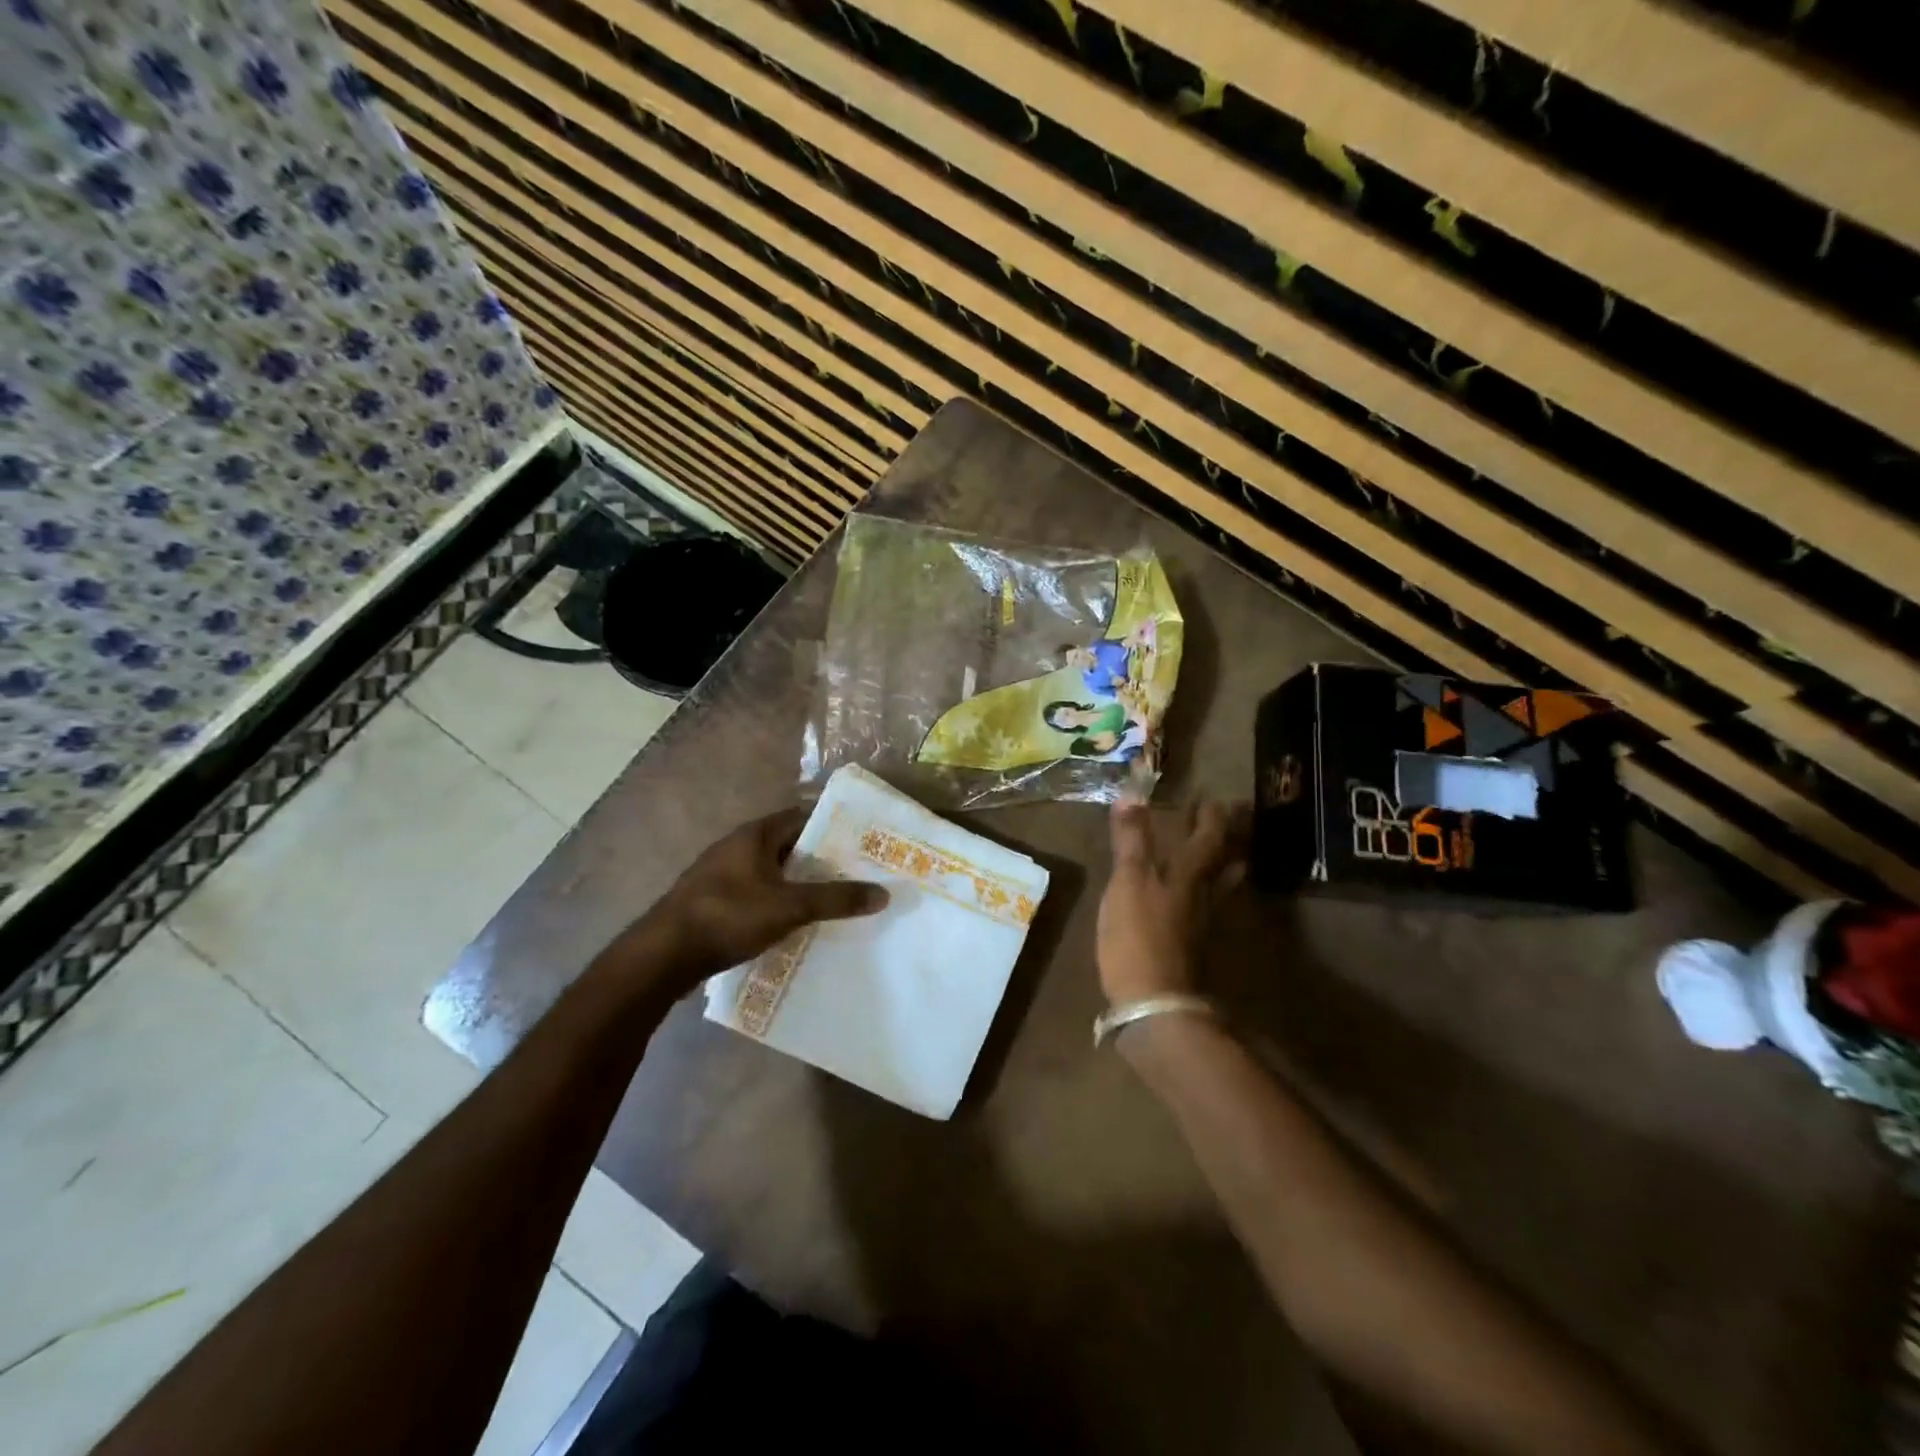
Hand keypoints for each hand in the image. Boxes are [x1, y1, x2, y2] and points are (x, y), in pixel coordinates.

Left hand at [628, 807, 888, 993]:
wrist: (662, 956)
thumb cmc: (727, 916)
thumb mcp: (789, 907)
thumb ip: (835, 899)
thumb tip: (883, 893)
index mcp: (754, 835)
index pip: (803, 817)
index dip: (834, 826)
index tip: (863, 841)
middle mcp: (737, 847)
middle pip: (789, 846)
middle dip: (821, 860)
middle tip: (857, 874)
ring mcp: (722, 876)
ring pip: (773, 873)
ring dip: (800, 884)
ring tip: (835, 901)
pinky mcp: (714, 903)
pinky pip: (757, 895)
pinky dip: (779, 903)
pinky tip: (797, 924)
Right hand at [1097, 799, 1249, 1004]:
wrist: (1154, 1002)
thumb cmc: (1138, 935)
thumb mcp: (1128, 881)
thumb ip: (1131, 840)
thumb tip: (1131, 794)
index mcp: (1189, 874)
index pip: (1209, 836)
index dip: (1211, 816)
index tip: (1213, 797)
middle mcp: (1204, 894)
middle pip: (1225, 861)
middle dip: (1227, 838)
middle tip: (1228, 818)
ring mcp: (1201, 922)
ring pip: (1220, 885)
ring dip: (1224, 864)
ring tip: (1224, 852)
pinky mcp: (1191, 945)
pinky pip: (1206, 906)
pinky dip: (1206, 891)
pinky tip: (1195, 896)